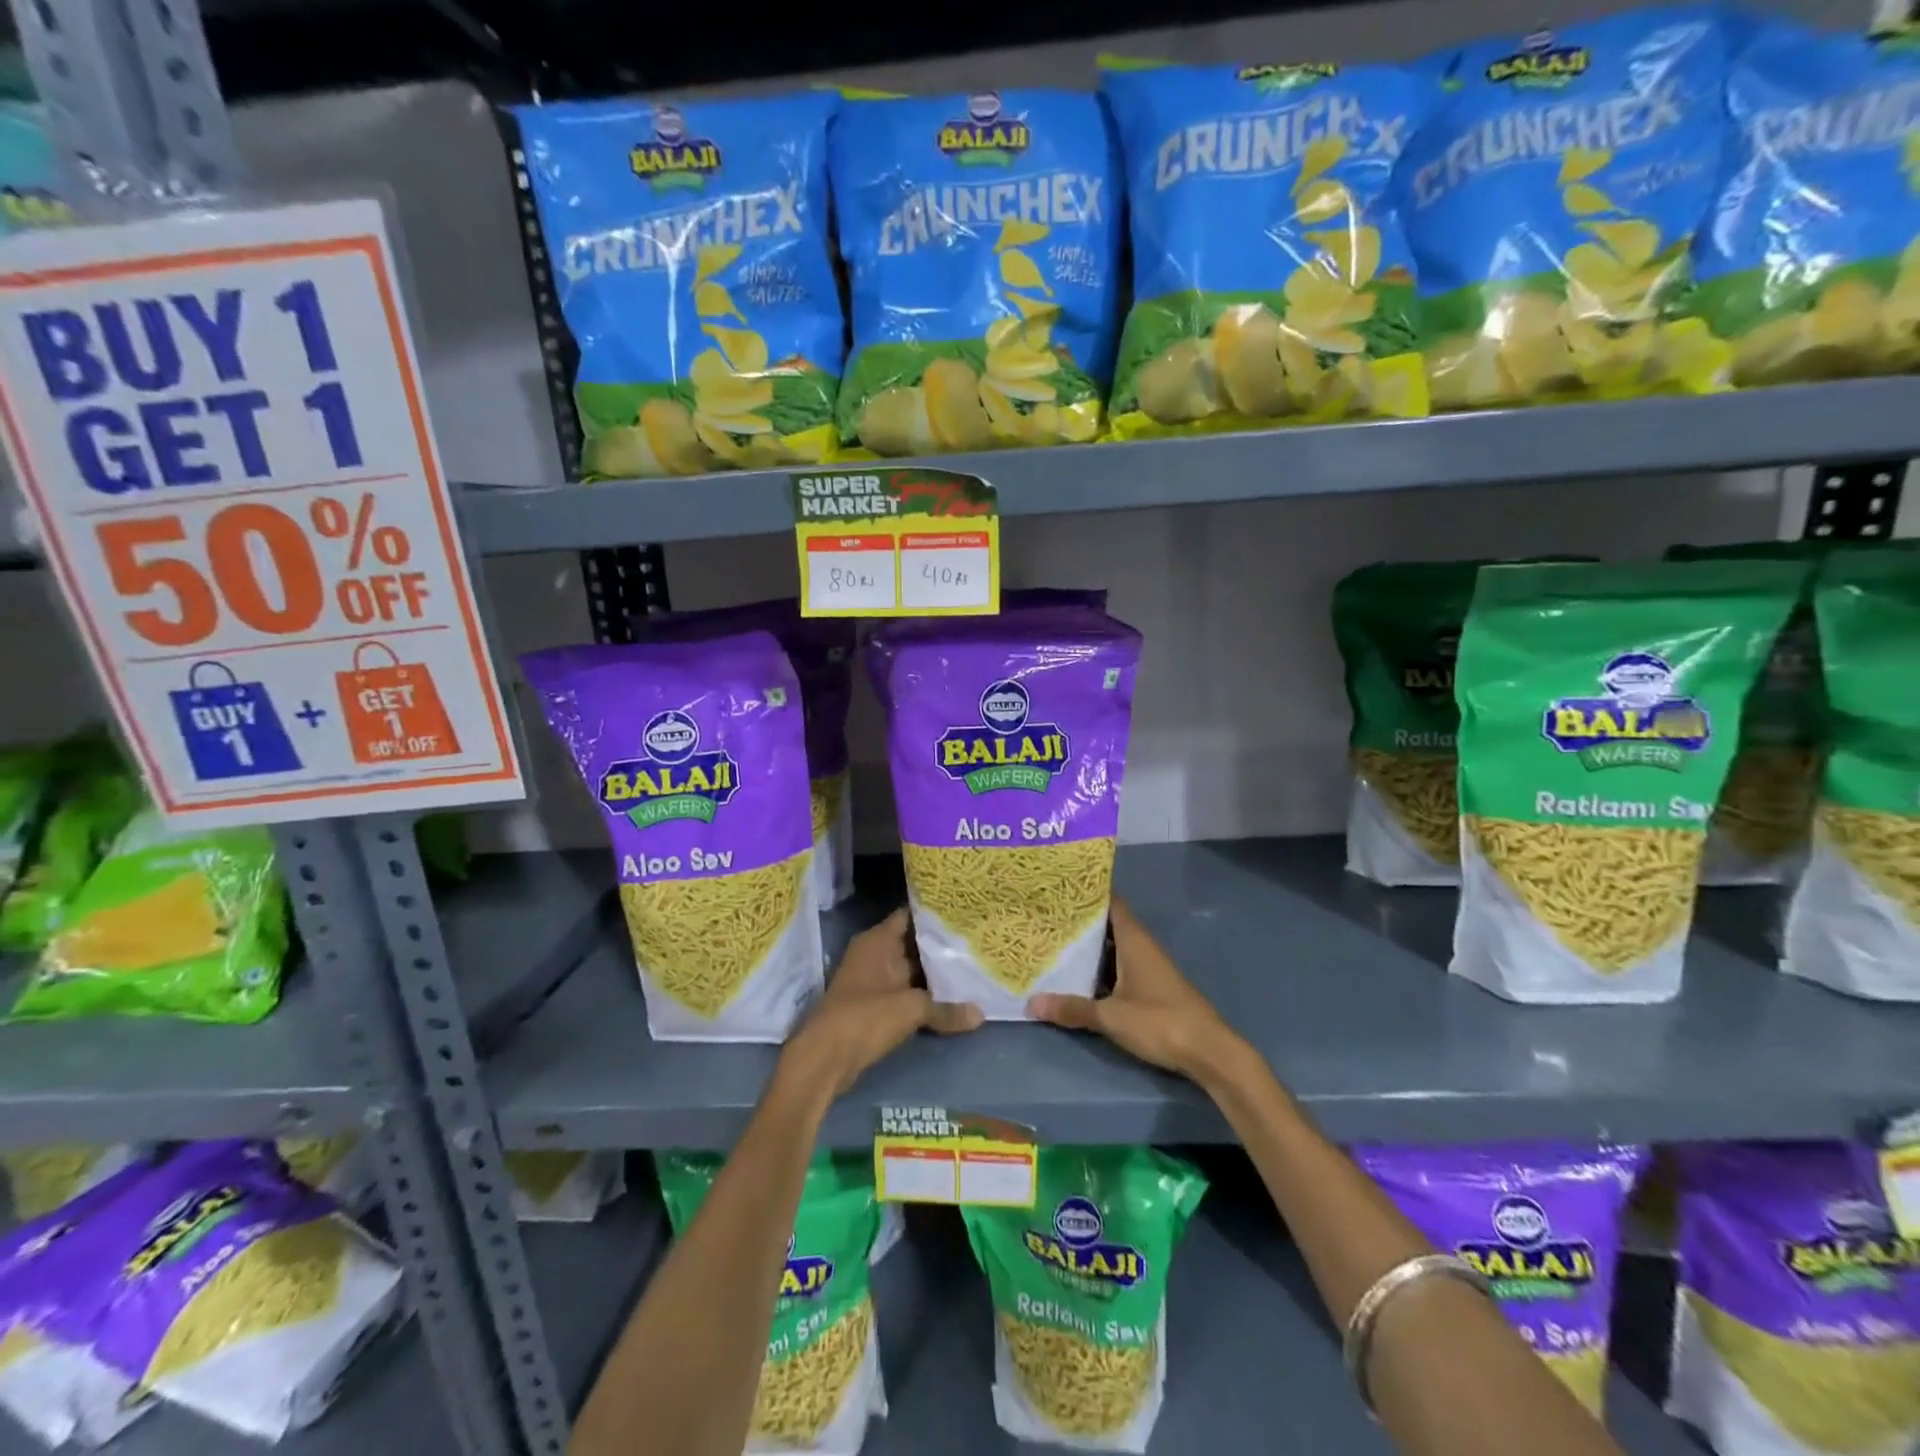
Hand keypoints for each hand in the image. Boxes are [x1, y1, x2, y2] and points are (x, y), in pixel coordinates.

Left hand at [779, 908, 981, 1101]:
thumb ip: (946, 1009)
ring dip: (934, 973)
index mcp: (877, 941)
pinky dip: (925, 994)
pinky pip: (906, 992)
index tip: (964, 912)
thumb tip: (980, 1014)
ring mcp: (873, 980)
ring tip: (972, 966)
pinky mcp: (875, 1006)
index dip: (934, 913)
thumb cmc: (865, 1017)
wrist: (825, 1058)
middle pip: (913, 943)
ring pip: (911, 970)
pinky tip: (952, 997)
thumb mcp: (911, 1009)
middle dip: (940, 945)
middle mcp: (874, 954)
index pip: (910, 915)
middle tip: (975, 940)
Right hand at [1026, 897, 1246, 1082]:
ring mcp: (1149, 967)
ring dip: (1091, 947)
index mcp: (1134, 940)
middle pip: (1110, 924)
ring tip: (1055, 943)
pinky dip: (1101, 967)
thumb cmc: (1159, 1021)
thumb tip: (1032, 1002)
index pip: (1111, 903)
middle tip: (1047, 916)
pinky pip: (1121, 966)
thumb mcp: (1110, 1016)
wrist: (1208, 1051)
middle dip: (1082, 921)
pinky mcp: (1153, 987)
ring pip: (1115, 947)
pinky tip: (1080, 976)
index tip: (1061, 888)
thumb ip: (1072, 1008)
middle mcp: (1142, 946)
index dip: (1089, 894)